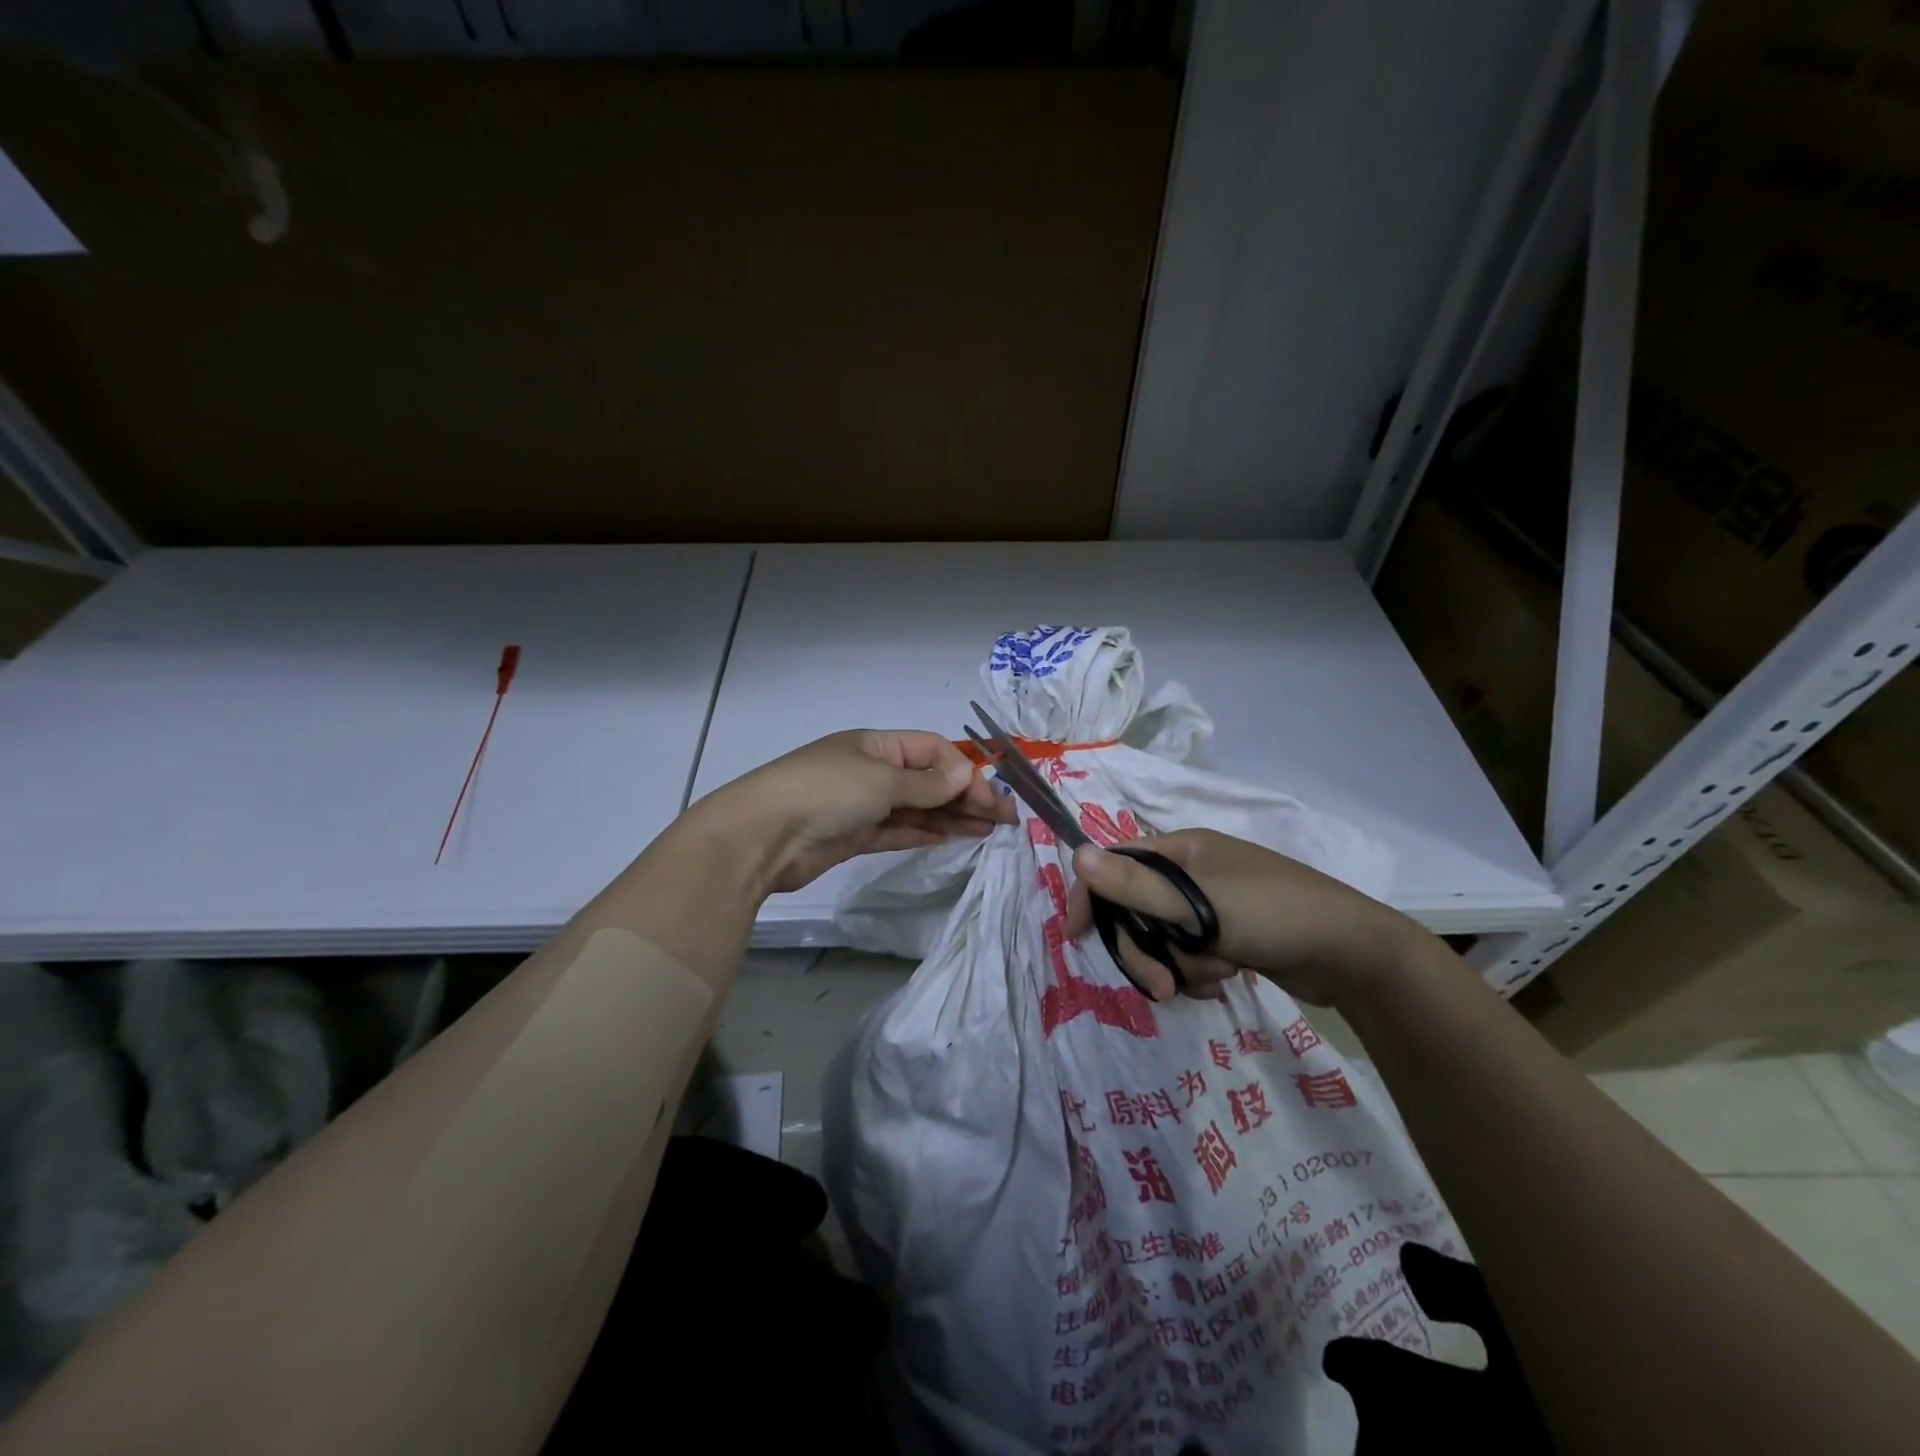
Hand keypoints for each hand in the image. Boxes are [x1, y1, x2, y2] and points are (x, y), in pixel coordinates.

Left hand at [689, 729, 1015, 894]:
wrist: (762, 837)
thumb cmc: (824, 793)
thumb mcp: (880, 781)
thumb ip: (926, 784)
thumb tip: (968, 773)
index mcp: (877, 744)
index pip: (933, 751)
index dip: (965, 772)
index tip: (990, 799)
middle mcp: (873, 770)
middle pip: (929, 780)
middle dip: (966, 796)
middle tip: (1005, 819)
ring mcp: (864, 804)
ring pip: (918, 808)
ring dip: (952, 816)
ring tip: (989, 830)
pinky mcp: (856, 836)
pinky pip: (900, 830)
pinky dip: (927, 833)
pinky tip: (955, 838)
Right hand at [1064, 828, 1428, 1011]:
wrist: (1354, 955)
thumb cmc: (1274, 914)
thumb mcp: (1200, 904)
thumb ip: (1136, 886)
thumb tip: (1076, 854)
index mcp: (1183, 850)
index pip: (1117, 863)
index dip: (1092, 895)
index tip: (1077, 935)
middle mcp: (1193, 873)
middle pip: (1137, 909)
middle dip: (1145, 950)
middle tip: (1162, 987)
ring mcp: (1212, 906)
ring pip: (1162, 939)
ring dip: (1179, 965)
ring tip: (1215, 977)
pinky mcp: (1228, 936)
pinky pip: (1189, 956)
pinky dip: (1199, 973)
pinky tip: (1225, 981)